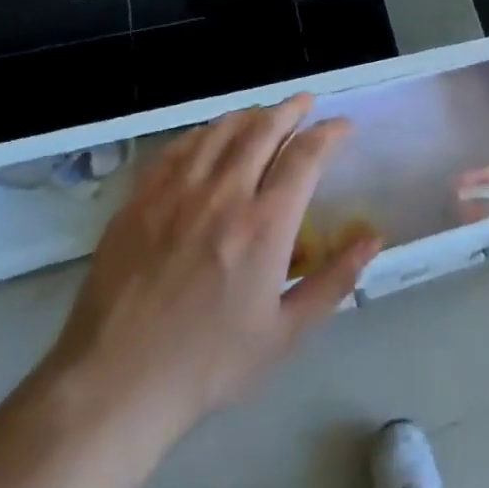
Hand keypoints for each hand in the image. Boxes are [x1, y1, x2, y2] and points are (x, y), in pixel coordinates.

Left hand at [38, 95, 378, 463]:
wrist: (114, 385)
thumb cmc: (209, 364)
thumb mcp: (286, 332)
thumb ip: (335, 280)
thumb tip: (374, 238)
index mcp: (265, 226)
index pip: (305, 156)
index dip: (328, 132)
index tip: (342, 127)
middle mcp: (223, 196)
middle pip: (262, 129)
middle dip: (291, 109)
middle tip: (306, 103)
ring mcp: (175, 195)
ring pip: (219, 132)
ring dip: (249, 115)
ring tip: (264, 113)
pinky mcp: (138, 203)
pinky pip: (176, 150)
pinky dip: (202, 133)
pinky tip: (210, 136)